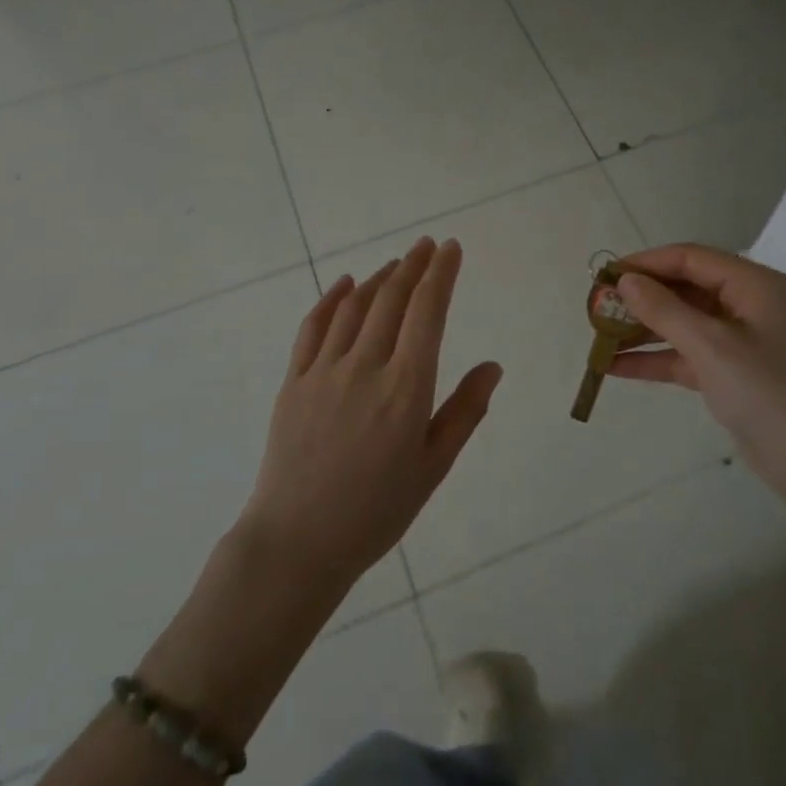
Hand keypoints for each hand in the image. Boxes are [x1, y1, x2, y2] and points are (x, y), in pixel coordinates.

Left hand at [239, 237, 502, 591]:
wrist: (298, 541)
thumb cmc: (376, 511)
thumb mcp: (433, 467)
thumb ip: (465, 412)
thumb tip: (492, 366)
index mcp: (406, 388)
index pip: (427, 312)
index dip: (441, 274)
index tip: (451, 248)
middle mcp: (365, 367)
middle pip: (392, 299)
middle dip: (414, 265)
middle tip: (428, 244)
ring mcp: (324, 371)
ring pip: (355, 307)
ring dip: (379, 278)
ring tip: (397, 264)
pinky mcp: (293, 381)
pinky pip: (313, 327)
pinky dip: (332, 299)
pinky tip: (345, 285)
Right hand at [611, 244, 785, 494]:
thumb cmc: (770, 396)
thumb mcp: (713, 347)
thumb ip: (665, 310)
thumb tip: (626, 281)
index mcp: (754, 285)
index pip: (691, 258)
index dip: (646, 263)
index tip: (605, 276)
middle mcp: (749, 305)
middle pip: (685, 288)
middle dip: (641, 298)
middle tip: (597, 308)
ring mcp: (742, 341)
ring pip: (683, 323)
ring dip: (643, 330)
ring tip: (598, 336)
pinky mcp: (734, 374)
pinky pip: (688, 355)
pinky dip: (656, 359)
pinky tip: (616, 367)